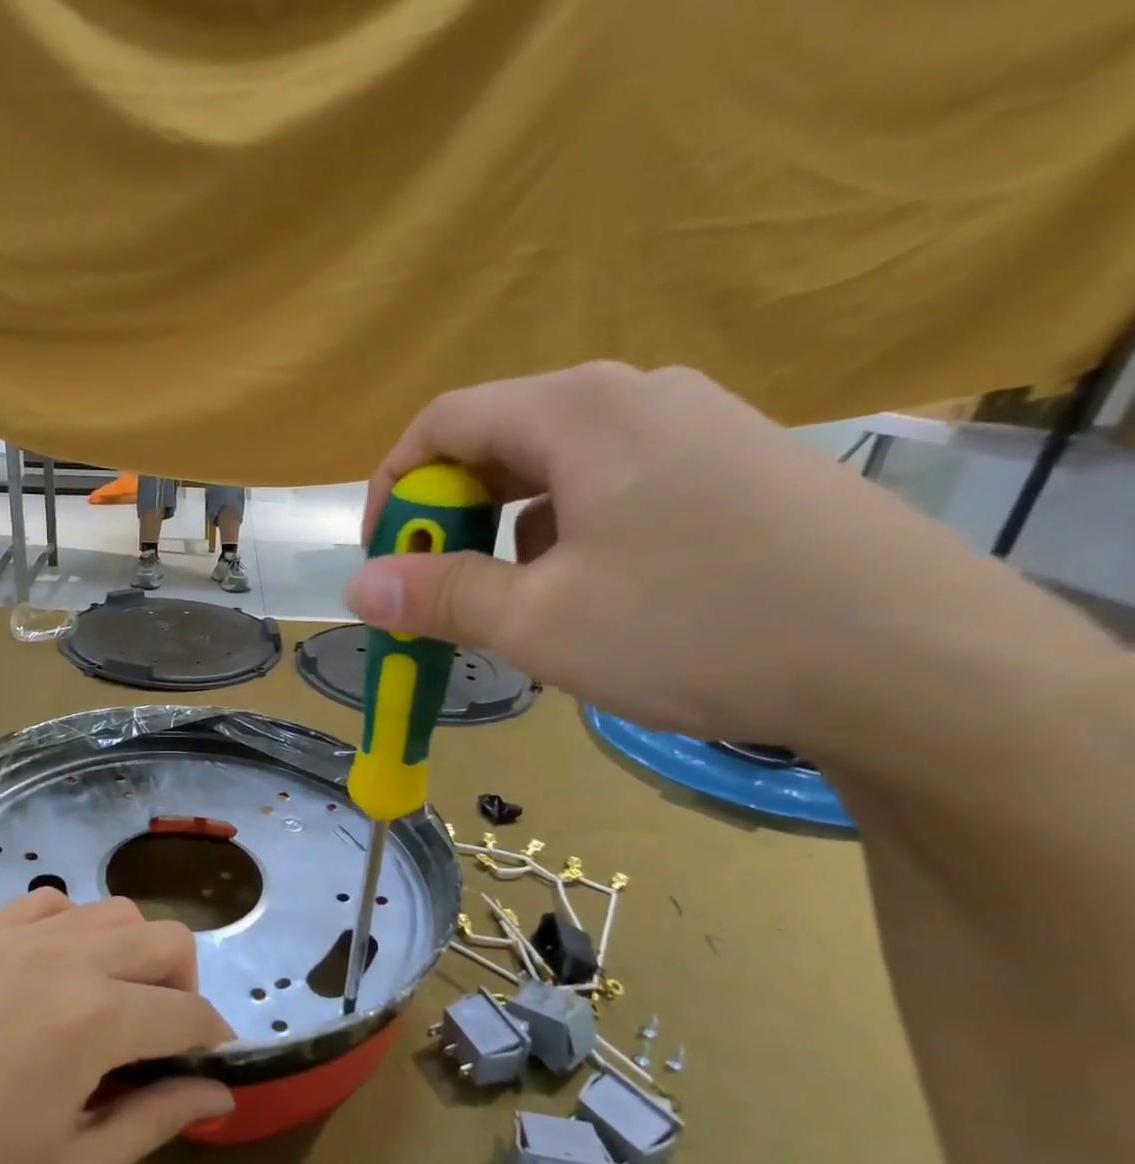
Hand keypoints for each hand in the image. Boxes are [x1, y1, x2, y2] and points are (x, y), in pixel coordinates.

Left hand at [0, 890, 234, 1163]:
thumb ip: (157, 1120)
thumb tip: (219, 1093)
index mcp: (98, 1018)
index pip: (189, 1012)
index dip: (211, 1038)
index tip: (208, 1062)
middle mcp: (69, 957)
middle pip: (168, 940)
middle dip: (185, 985)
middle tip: (162, 1035)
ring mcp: (21, 934)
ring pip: (117, 911)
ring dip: (135, 951)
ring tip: (111, 999)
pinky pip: (54, 902)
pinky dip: (76, 928)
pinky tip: (58, 971)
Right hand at [346, 362, 986, 746]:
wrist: (912, 660)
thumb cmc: (694, 627)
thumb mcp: (539, 622)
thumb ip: (439, 596)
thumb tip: (359, 588)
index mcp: (579, 410)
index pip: (445, 421)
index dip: (392, 487)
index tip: (381, 558)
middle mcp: (637, 396)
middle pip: (503, 441)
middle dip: (451, 517)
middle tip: (439, 591)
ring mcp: (699, 428)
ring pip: (562, 471)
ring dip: (511, 534)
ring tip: (517, 607)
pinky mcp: (738, 470)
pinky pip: (619, 488)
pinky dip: (574, 536)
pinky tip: (595, 598)